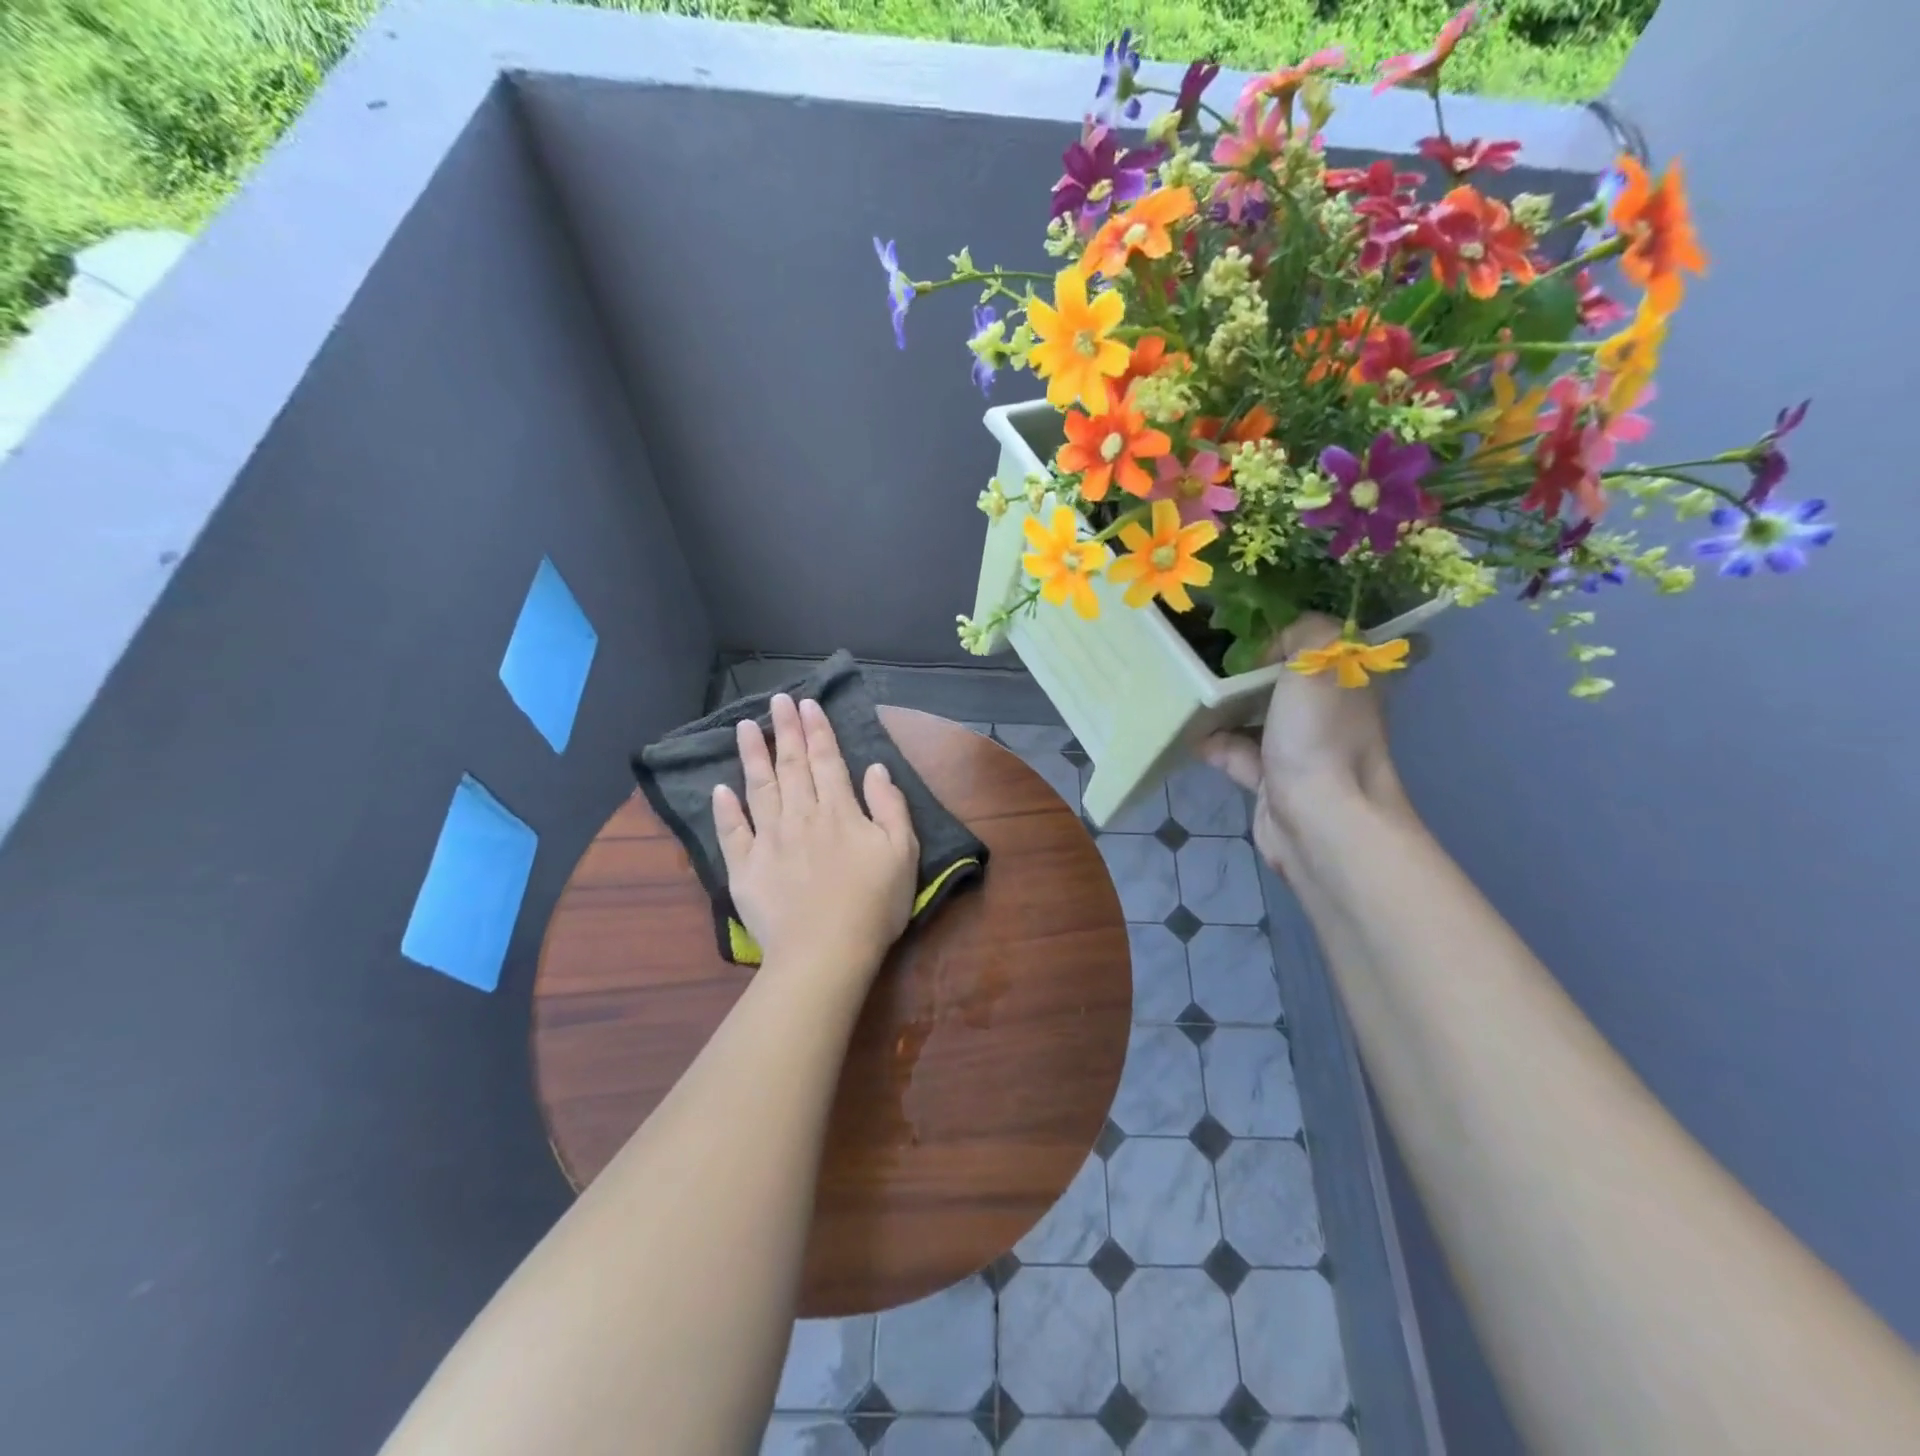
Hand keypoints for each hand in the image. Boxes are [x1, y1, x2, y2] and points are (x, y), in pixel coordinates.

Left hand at [712, 694, 918, 981]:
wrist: (826, 952)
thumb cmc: (874, 905)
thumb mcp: (903, 852)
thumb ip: (890, 806)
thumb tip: (874, 768)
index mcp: (839, 812)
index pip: (827, 760)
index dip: (818, 730)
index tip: (807, 704)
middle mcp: (801, 816)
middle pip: (792, 766)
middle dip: (785, 730)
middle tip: (777, 701)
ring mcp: (768, 841)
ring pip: (759, 788)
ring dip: (752, 756)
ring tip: (744, 727)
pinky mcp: (745, 868)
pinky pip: (732, 832)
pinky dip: (725, 809)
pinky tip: (719, 789)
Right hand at [1200, 613, 1409, 867]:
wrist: (1318, 819)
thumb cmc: (1320, 733)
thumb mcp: (1319, 657)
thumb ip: (1301, 630)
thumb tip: (1271, 648)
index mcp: (1349, 679)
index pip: (1320, 643)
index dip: (1285, 631)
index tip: (1244, 625)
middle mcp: (1329, 711)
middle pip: (1284, 679)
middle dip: (1247, 669)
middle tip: (1206, 655)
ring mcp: (1301, 748)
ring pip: (1257, 716)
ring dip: (1225, 707)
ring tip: (1189, 691)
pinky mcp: (1273, 780)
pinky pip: (1238, 753)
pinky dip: (1215, 744)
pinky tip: (1190, 735)